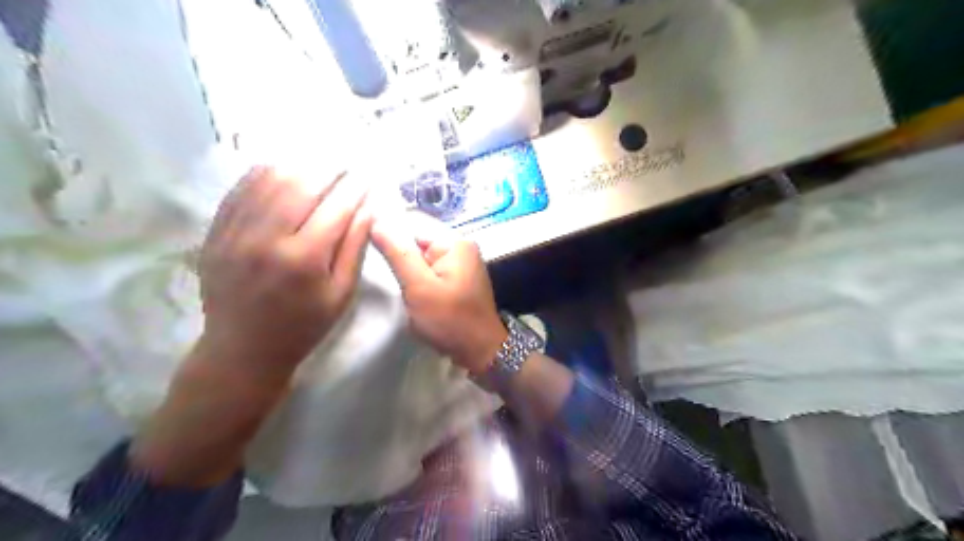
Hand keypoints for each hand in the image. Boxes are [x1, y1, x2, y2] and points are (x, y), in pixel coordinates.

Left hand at [196, 167, 369, 382]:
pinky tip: (282, 170)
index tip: (367, 175)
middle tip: (345, 164)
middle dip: (329, 169)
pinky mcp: (216, 232)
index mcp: (304, 259)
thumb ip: (354, 247)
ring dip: (298, 166)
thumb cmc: (304, 325)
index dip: (355, 187)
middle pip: (301, 184)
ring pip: (269, 179)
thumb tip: (368, 207)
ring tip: (318, 164)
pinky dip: (264, 173)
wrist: (243, 350)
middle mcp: (267, 238)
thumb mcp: (341, 293)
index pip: (336, 207)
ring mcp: (235, 232)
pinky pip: (240, 189)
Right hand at [369, 214, 507, 373]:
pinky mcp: (461, 281)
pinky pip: (434, 276)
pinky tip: (425, 304)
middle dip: (407, 270)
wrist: (481, 351)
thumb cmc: (450, 319)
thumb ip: (397, 254)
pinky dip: (425, 288)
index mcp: (456, 242)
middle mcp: (463, 248)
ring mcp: (464, 265)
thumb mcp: (419, 286)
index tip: (384, 267)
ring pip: (424, 264)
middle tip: (408, 292)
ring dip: (415, 281)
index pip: (412, 230)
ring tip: (417, 301)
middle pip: (419, 248)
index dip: (394, 248)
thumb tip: (375, 221)